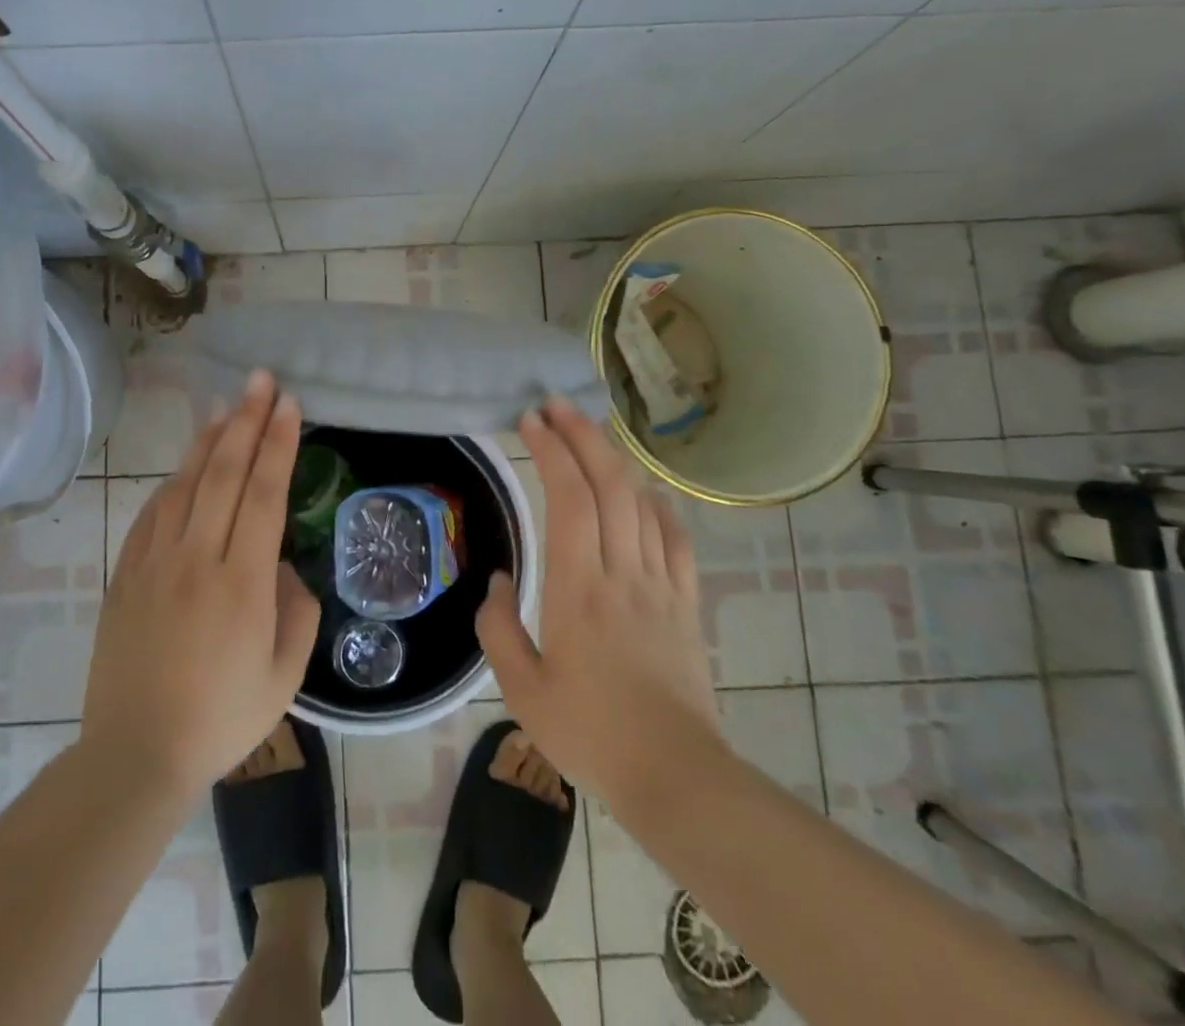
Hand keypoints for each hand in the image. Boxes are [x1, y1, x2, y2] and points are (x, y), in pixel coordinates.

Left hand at [81, 370, 320, 803]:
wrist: (135, 754)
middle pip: (224, 472)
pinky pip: (152, 512)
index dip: (277, 443)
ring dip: (209, 439)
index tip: (288, 404)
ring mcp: (154, 562)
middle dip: (246, 420)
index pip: (263, 492)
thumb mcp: (285, 675)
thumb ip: (297, 610)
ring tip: (226, 405)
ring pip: (185, 483)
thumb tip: (283, 567)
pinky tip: (185, 465)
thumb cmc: (221, 719)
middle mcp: (197, 558)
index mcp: (242, 582)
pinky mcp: (125, 573)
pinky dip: (174, 479)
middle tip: (261, 381)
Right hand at [476, 397, 720, 821]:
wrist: (676, 777)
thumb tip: (501, 581)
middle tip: (556, 406)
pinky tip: (646, 495)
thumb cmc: (590, 733)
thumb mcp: (521, 689)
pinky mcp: (685, 604)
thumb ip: (498, 627)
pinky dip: (658, 507)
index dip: (551, 451)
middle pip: (609, 484)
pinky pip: (675, 540)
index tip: (530, 421)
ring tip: (590, 437)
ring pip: (642, 503)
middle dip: (582, 436)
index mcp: (578, 588)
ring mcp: (660, 585)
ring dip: (615, 461)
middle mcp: (622, 572)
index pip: (569, 498)